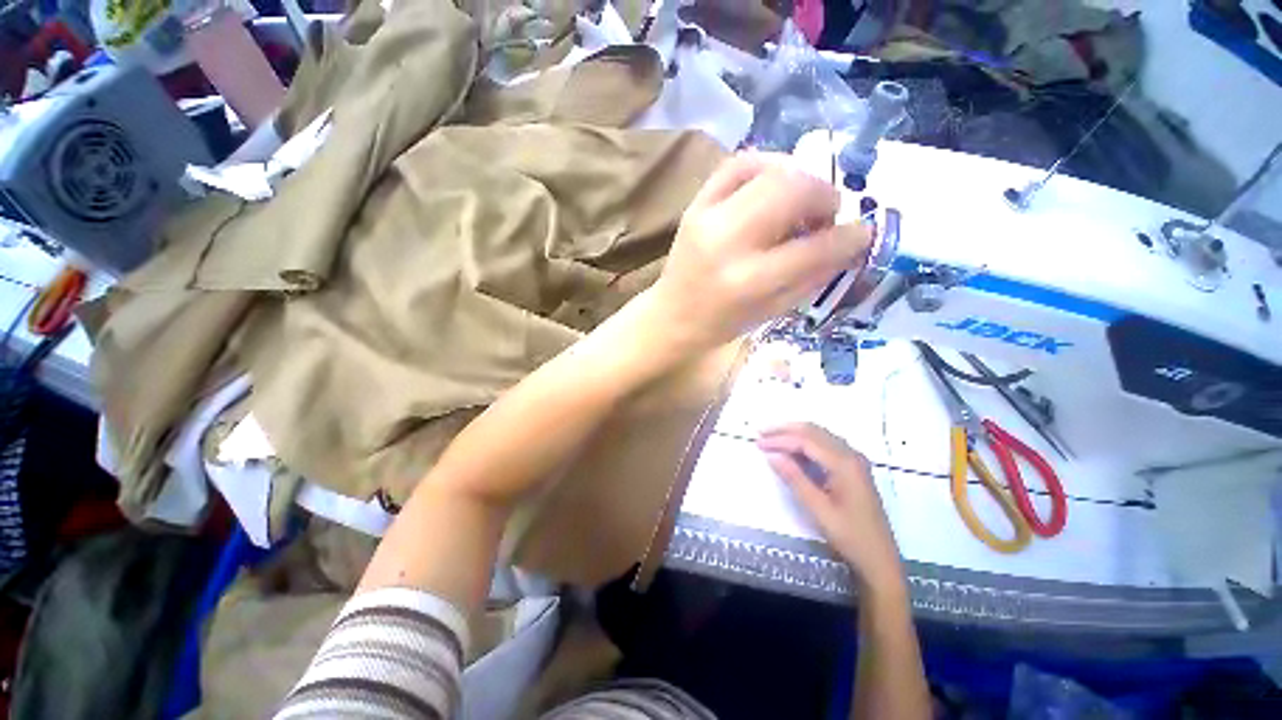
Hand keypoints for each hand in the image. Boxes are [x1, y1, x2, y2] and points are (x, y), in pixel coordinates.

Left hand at [646, 153, 870, 355]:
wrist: (673, 315)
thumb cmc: (723, 322)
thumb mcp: (773, 311)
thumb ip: (813, 275)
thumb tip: (851, 240)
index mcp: (749, 282)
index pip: (814, 249)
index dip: (850, 238)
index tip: (863, 233)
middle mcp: (727, 243)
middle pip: (793, 191)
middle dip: (824, 196)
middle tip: (826, 215)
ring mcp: (707, 218)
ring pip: (769, 170)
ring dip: (800, 179)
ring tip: (802, 202)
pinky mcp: (695, 205)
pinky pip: (738, 164)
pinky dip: (767, 165)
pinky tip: (775, 184)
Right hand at [757, 423, 903, 592]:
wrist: (880, 560)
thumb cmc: (850, 537)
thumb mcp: (818, 509)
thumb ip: (794, 478)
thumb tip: (771, 455)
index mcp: (844, 464)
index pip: (806, 441)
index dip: (780, 439)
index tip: (759, 443)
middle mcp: (851, 455)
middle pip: (813, 431)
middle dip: (785, 430)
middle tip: (761, 434)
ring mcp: (854, 460)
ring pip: (820, 435)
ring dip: (795, 434)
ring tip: (772, 439)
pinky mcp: (853, 468)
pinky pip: (826, 444)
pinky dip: (806, 442)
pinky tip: (792, 450)